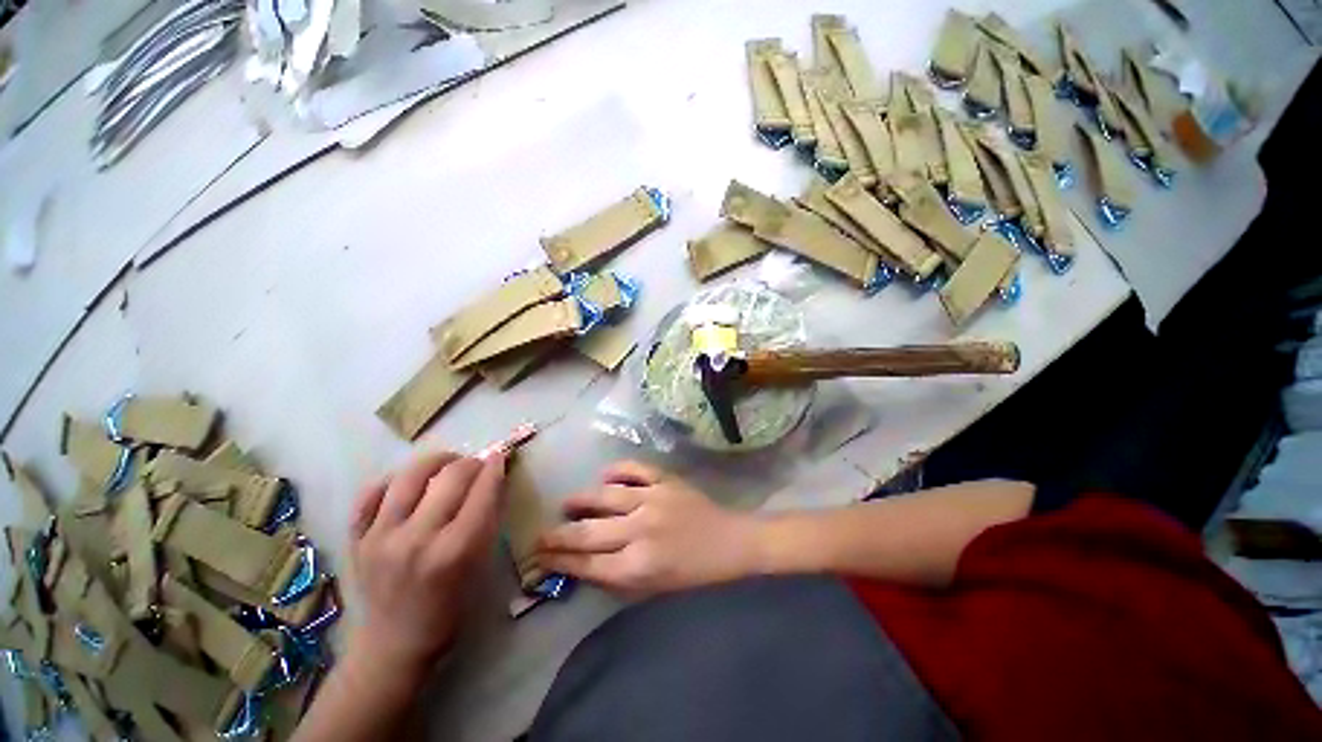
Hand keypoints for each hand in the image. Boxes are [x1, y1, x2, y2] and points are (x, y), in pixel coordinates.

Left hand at [347, 451, 506, 673]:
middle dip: (472, 462)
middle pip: (450, 477)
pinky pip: (372, 491)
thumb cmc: (451, 607)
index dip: (496, 467)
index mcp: (454, 552)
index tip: (501, 456)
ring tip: (448, 463)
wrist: (395, 642)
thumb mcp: (482, 564)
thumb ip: (488, 519)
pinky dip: (394, 479)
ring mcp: (380, 537)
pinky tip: (410, 481)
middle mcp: (416, 540)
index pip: (482, 492)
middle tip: (478, 464)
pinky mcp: (356, 539)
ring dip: (436, 461)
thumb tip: (494, 478)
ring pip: (410, 476)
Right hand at [536, 461, 763, 593]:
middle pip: (588, 533)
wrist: (731, 542)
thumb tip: (583, 563)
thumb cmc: (694, 573)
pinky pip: (634, 469)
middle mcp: (641, 531)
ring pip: (605, 497)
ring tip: (567, 504)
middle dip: (557, 536)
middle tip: (539, 535)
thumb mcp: (655, 588)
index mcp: (640, 565)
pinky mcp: (665, 480)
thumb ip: (619, 576)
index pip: (587, 564)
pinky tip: (604, 476)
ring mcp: (653, 500)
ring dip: (581, 500)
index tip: (538, 557)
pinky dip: (616, 470)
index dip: (559, 561)